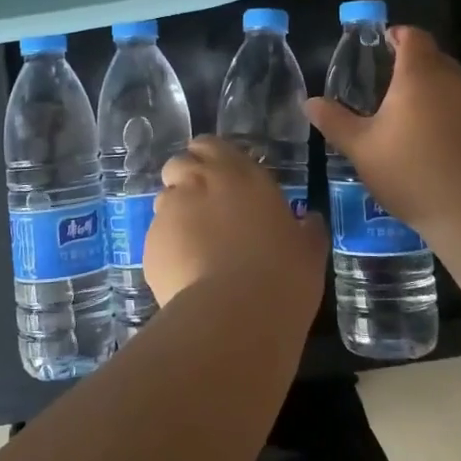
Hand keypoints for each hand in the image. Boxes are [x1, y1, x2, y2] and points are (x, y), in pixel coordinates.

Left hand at [146, 137, 326, 325]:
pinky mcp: (150, 242)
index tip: (222, 180)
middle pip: (179, 164)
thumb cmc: (282, 275)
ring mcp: (169, 210)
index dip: (211, 159)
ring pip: (164, 200)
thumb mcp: (309, 250)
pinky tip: (185, 274)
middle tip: (206, 210)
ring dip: (177, 214)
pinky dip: (168, 248)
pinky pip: (156, 237)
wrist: (235, 316)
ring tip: (195, 247)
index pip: (210, 144)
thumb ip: (307, 228)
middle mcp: (199, 181)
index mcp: (239, 172)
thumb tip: (310, 221)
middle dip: (186, 180)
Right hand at [307, 26, 460, 229]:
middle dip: (410, 61)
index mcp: (418, 73)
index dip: (396, 35)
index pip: (412, 35)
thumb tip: (309, 102)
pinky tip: (425, 136)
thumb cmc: (412, 168)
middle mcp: (450, 80)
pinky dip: (442, 110)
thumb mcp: (361, 147)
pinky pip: (458, 106)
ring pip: (447, 82)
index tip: (379, 44)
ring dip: (427, 87)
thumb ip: (335, 122)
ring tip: (401, 108)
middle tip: (382, 78)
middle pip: (432, 56)